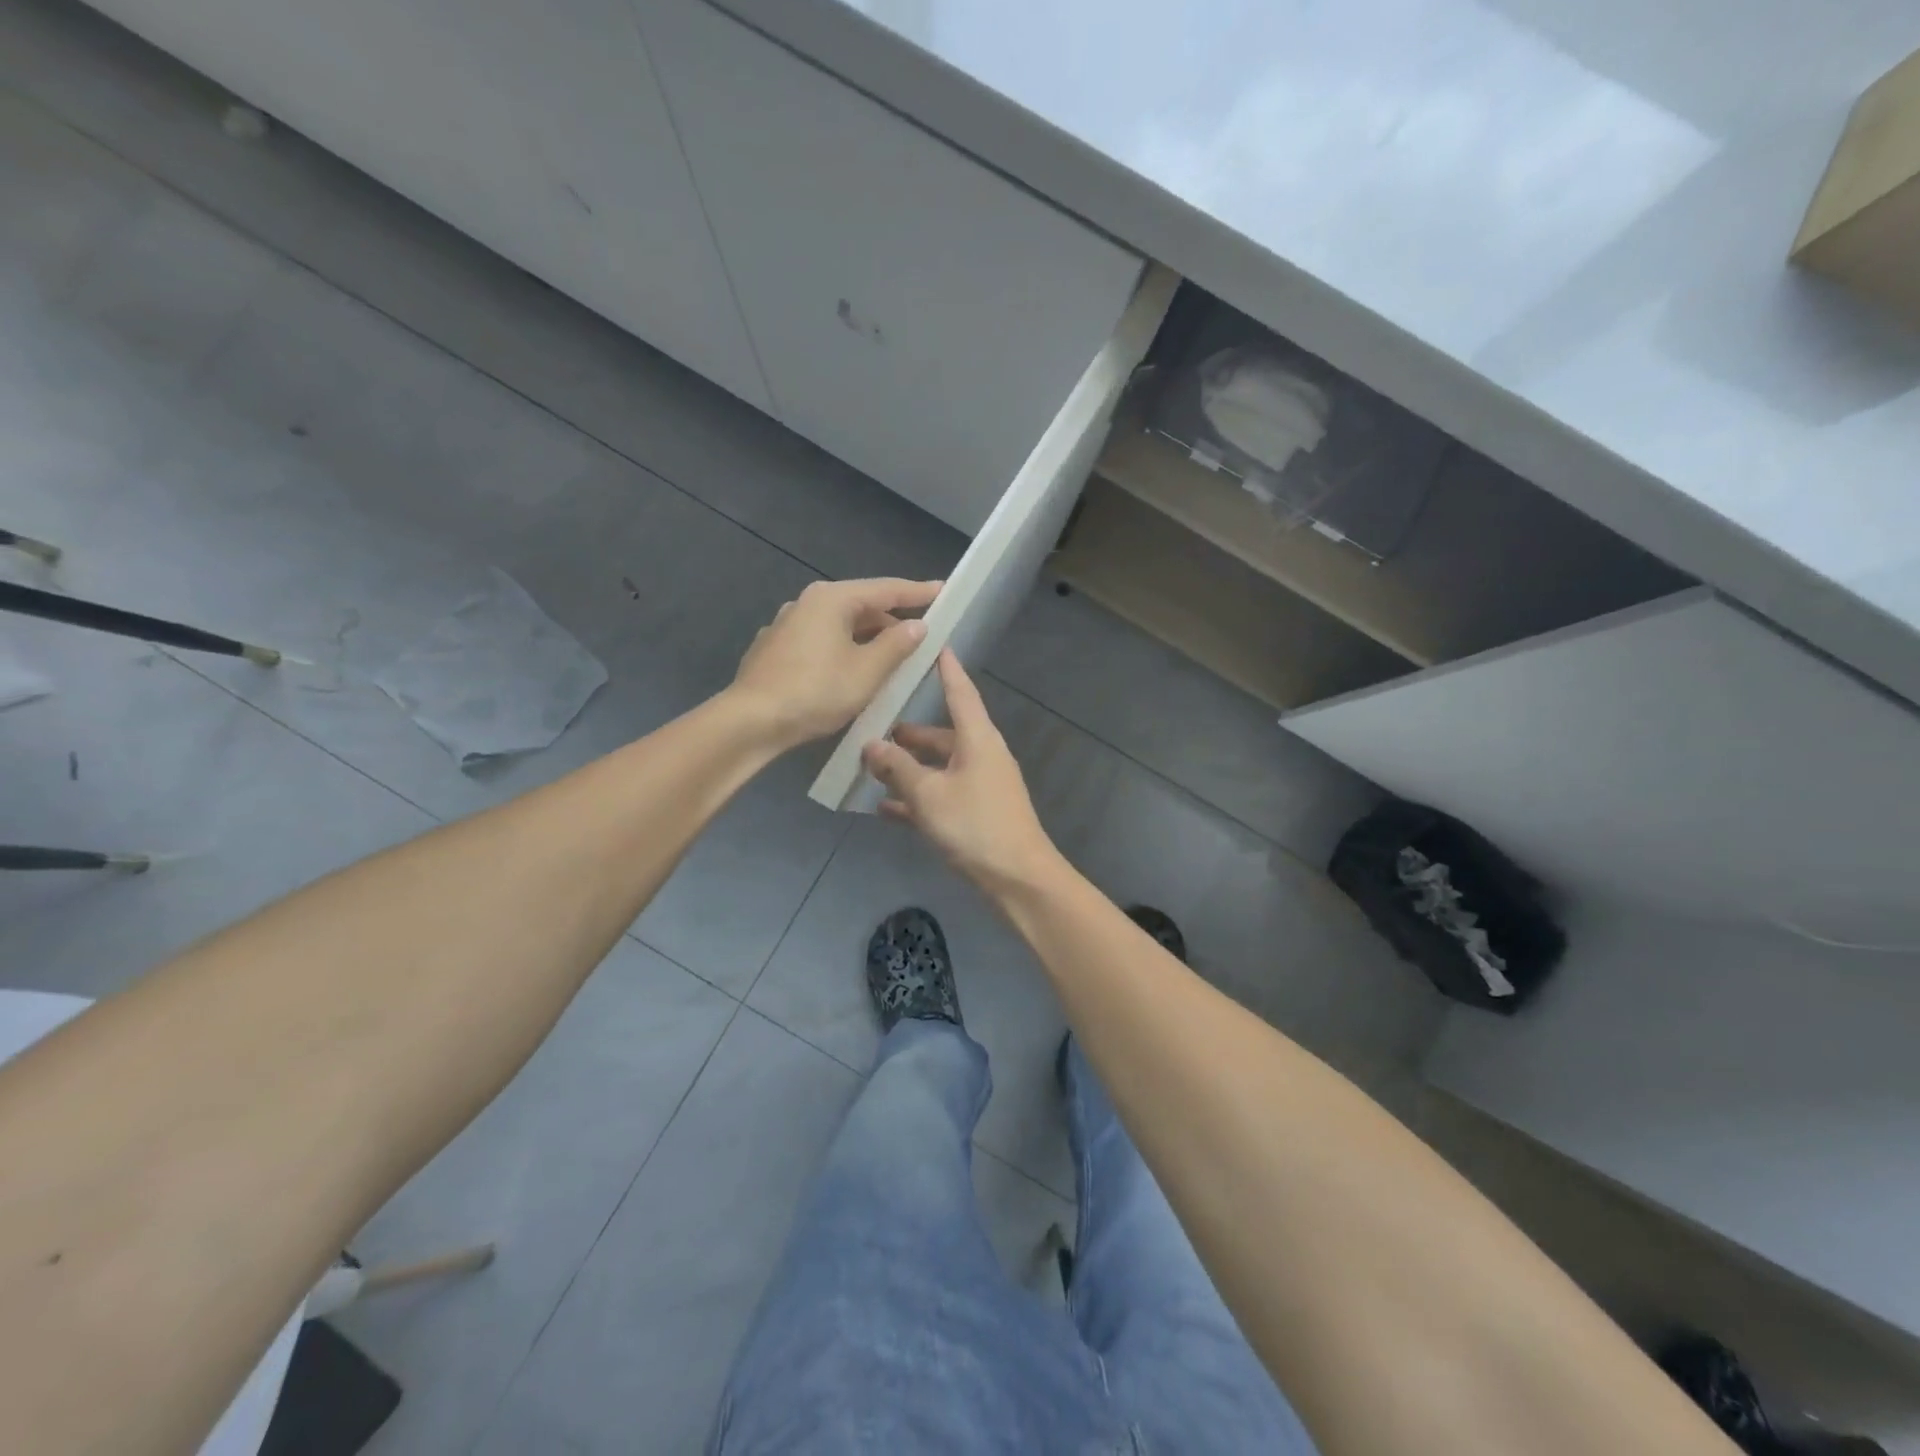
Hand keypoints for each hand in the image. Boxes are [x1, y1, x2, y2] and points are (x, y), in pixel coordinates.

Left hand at [730, 577, 940, 749]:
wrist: (751, 721)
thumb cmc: (816, 691)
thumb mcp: (867, 671)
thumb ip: (896, 645)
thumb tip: (917, 625)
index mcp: (832, 599)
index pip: (886, 589)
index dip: (918, 592)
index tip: (943, 591)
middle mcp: (807, 603)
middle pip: (861, 606)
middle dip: (892, 620)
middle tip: (921, 635)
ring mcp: (786, 626)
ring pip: (839, 626)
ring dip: (867, 639)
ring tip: (892, 658)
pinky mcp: (775, 650)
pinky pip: (820, 642)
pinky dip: (843, 650)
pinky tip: (851, 672)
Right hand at [861, 650, 1058, 893]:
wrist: (1018, 880)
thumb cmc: (975, 826)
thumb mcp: (929, 795)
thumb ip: (897, 768)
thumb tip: (871, 745)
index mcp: (978, 739)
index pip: (960, 691)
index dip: (946, 669)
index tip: (934, 644)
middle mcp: (981, 755)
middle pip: (942, 733)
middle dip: (910, 732)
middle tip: (874, 725)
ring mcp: (980, 786)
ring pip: (938, 767)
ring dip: (908, 767)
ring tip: (871, 766)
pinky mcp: (976, 813)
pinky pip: (941, 795)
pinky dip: (916, 798)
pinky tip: (885, 808)